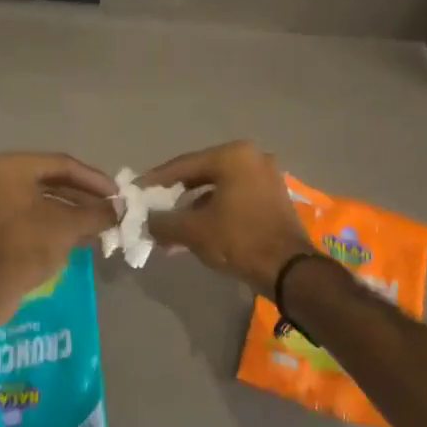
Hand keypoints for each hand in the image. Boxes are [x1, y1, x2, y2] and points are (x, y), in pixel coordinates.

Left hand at [0, 152, 117, 314]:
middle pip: (52, 180)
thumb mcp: (68, 227)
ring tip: (100, 223)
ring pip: (43, 199)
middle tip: (110, 207)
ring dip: (73, 210)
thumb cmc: (26, 246)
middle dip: (85, 196)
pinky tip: (80, 234)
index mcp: (13, 167)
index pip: (63, 165)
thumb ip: (97, 213)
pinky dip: (55, 220)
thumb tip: (122, 208)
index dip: (94, 179)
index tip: (117, 193)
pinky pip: (31, 214)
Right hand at [141, 141, 315, 294]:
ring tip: (170, 231)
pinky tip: (195, 234)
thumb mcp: (193, 231)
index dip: (155, 180)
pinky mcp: (273, 198)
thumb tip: (145, 221)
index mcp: (233, 156)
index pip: (183, 165)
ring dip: (192, 209)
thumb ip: (163, 221)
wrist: (290, 270)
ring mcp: (266, 177)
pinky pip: (234, 199)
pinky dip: (214, 213)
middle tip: (152, 208)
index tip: (136, 190)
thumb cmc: (239, 240)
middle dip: (174, 197)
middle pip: (201, 175)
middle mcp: (252, 158)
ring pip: (218, 190)